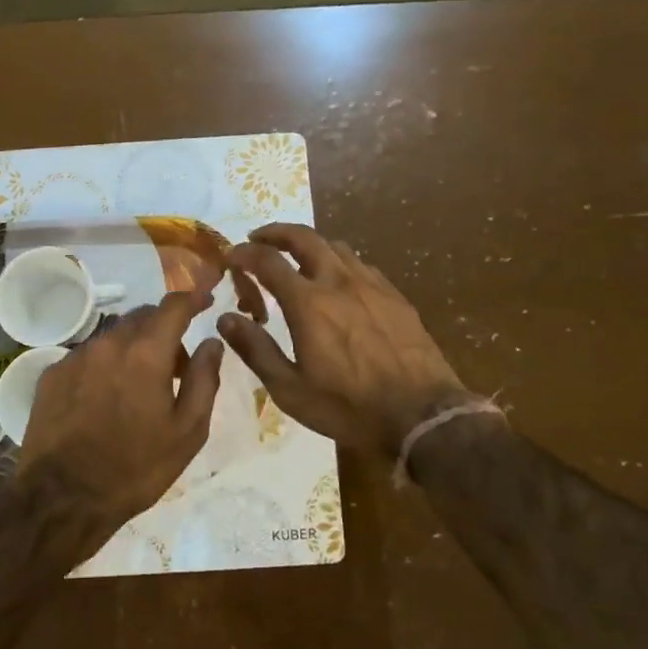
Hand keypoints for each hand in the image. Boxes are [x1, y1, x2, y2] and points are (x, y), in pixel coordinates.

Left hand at [16, 290, 223, 548]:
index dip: (193, 298)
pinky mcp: (52, 374)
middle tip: (177, 366)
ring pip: (114, 336)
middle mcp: (110, 343)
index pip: (174, 306)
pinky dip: (105, 365)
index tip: (206, 301)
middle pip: (143, 317)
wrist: (62, 499)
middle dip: (164, 330)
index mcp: (147, 353)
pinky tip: (105, 399)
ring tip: (139, 386)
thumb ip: (205, 379)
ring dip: (133, 348)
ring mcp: (76, 356)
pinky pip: (88, 355)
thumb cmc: (136, 468)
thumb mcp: (188, 432)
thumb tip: (212, 342)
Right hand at [221, 224, 466, 455]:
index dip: (245, 253)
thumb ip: (255, 349)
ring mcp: (371, 285)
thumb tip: (225, 318)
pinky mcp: (395, 295)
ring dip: (309, 244)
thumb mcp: (290, 390)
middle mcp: (338, 281)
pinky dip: (338, 261)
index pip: (268, 261)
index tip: (232, 256)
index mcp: (308, 303)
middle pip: (304, 238)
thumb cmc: (348, 407)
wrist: (422, 415)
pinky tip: (339, 281)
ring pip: (335, 246)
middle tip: (259, 238)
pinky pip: (361, 264)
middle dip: (276, 232)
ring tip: (297, 257)